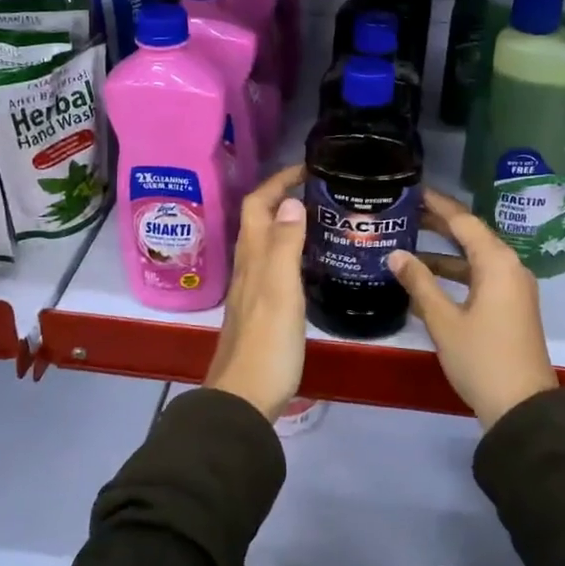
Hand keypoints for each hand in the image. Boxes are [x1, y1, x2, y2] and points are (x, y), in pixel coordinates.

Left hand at [205, 164, 308, 420]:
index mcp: (253, 257)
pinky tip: (309, 261)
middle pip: (259, 220)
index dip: (277, 182)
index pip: (258, 205)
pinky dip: (290, 250)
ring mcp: (252, 290)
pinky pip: (274, 265)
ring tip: (320, 217)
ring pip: (266, 242)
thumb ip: (285, 245)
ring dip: (286, 222)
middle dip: (282, 196)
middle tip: (319, 190)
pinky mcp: (261, 310)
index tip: (307, 168)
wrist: (245, 397)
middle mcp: (248, 267)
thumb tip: (291, 201)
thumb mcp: (280, 289)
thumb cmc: (267, 342)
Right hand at [388, 187, 556, 428]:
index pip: (463, 221)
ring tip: (407, 243)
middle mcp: (509, 267)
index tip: (412, 191)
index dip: (437, 205)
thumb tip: (395, 254)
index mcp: (497, 263)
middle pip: (471, 236)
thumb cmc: (482, 359)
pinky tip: (425, 282)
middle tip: (404, 213)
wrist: (523, 408)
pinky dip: (454, 275)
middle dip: (438, 225)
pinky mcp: (510, 307)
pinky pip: (480, 277)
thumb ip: (419, 283)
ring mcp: (512, 288)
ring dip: (443, 252)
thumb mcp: (444, 321)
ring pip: (474, 258)